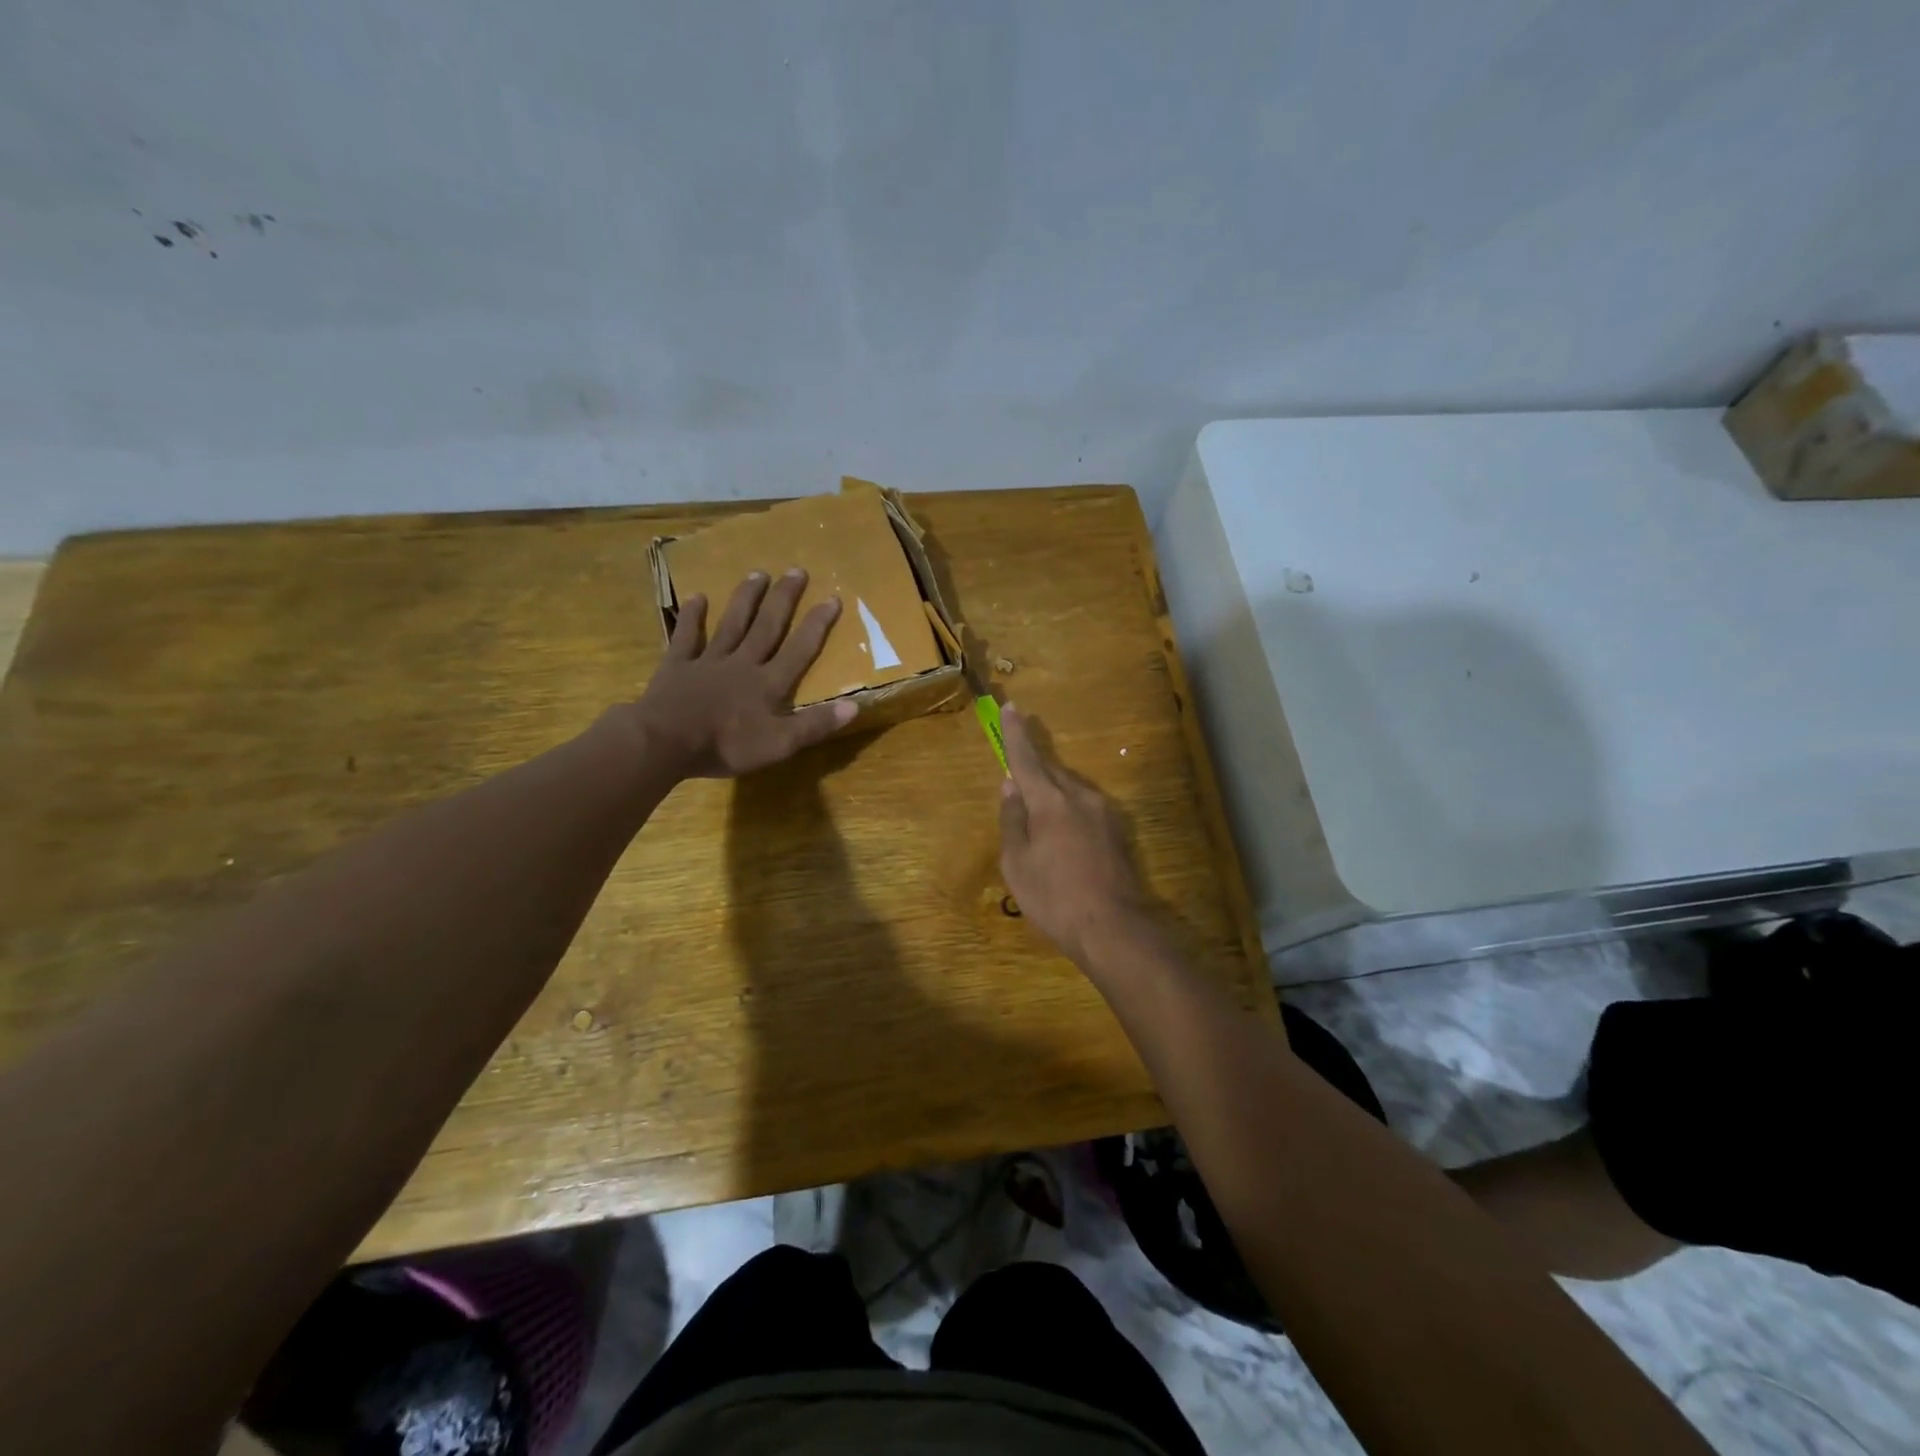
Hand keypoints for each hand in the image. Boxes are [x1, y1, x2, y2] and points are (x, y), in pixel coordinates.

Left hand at [635, 569, 855, 777]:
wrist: (665, 742)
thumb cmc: (726, 746)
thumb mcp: (779, 744)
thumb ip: (815, 725)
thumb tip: (855, 706)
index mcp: (768, 684)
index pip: (799, 650)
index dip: (817, 625)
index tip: (832, 598)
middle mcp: (742, 663)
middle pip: (767, 626)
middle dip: (784, 599)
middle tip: (796, 570)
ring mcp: (708, 661)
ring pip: (732, 624)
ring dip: (746, 599)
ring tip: (759, 573)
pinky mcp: (677, 666)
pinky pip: (686, 637)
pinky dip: (692, 617)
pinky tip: (697, 596)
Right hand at [997, 704, 1152, 966]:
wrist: (1114, 928)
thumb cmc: (1055, 898)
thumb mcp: (1018, 863)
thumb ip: (1012, 820)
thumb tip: (1010, 786)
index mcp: (1050, 801)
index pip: (1027, 758)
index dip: (1015, 734)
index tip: (1011, 707)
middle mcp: (1080, 796)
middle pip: (1051, 771)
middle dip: (1033, 765)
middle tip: (1016, 767)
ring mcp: (1104, 812)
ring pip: (1070, 788)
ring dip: (1051, 789)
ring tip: (1035, 811)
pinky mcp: (1118, 830)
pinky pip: (1085, 805)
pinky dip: (1067, 807)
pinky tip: (1061, 832)